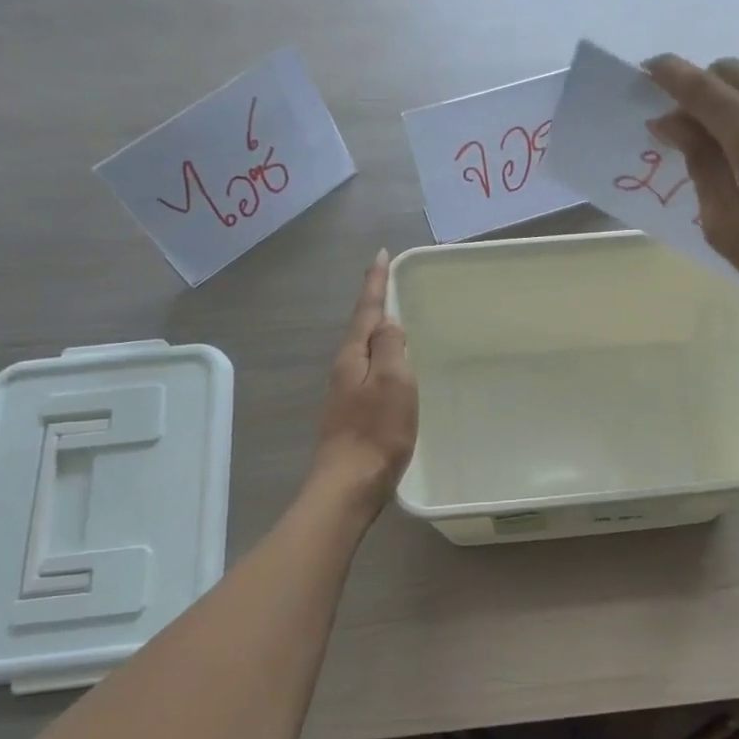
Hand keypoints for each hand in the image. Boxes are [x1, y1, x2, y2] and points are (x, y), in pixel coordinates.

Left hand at [311, 251, 417, 515]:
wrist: (350, 483)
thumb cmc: (377, 431)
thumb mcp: (393, 381)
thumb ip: (390, 347)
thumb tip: (388, 322)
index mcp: (354, 356)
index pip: (366, 310)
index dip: (375, 282)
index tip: (380, 254)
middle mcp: (345, 369)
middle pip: (361, 328)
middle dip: (374, 304)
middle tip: (390, 283)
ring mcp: (345, 393)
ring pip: (364, 350)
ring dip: (377, 331)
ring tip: (394, 319)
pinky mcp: (352, 413)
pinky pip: (369, 372)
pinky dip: (381, 358)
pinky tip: (392, 367)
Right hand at [643, 55, 738, 328]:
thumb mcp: (725, 224)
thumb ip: (699, 164)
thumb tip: (674, 123)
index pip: (702, 87)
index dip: (668, 75)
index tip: (646, 72)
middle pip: (734, 73)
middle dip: (701, 88)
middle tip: (684, 126)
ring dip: (735, 105)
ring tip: (726, 150)